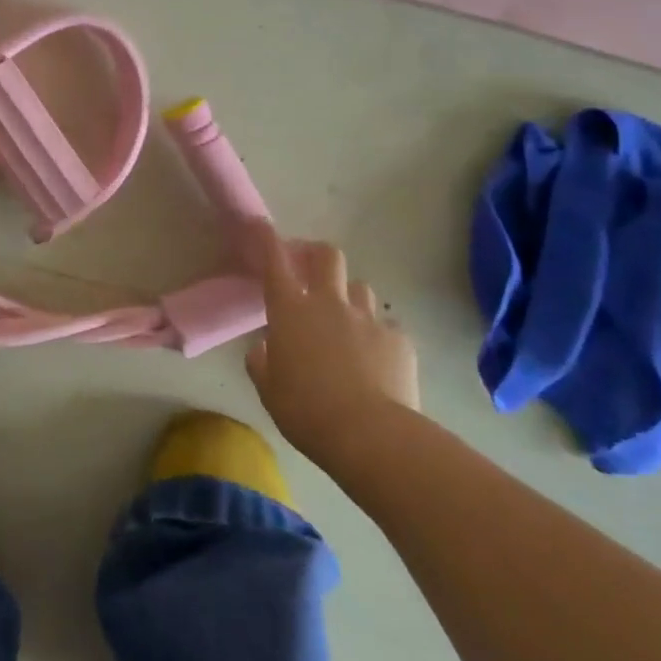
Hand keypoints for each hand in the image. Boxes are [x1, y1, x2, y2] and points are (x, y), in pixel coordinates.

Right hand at [246, 222, 419, 465]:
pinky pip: (386, 327)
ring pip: (360, 288)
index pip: (275, 261)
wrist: (370, 435)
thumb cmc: (306, 410)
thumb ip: (262, 362)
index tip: (261, 225)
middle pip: (327, 256)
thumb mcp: (269, 390)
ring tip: (346, 321)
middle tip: (311, 270)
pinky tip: (376, 360)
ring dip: (349, 298)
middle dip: (318, 255)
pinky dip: (378, 336)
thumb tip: (263, 349)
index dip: (266, 239)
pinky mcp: (399, 339)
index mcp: (290, 311)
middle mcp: (329, 303)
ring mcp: (368, 318)